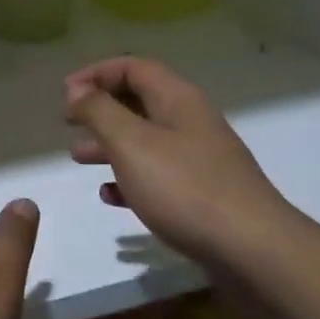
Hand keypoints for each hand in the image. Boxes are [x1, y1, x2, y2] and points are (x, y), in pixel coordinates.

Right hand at [65, 57, 300, 268]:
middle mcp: (190, 121)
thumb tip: (77, 88)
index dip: (96, 73)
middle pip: (139, 101)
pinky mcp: (203, 194)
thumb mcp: (131, 143)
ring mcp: (199, 159)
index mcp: (177, 99)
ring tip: (78, 158)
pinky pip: (158, 175)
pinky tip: (110, 196)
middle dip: (100, 109)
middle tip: (68, 123)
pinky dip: (130, 178)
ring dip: (109, 144)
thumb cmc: (185, 188)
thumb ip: (99, 111)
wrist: (254, 251)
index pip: (133, 67)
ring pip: (145, 140)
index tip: (65, 93)